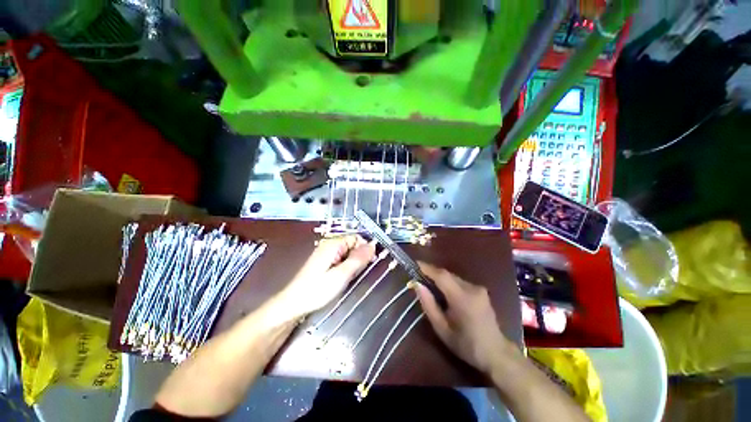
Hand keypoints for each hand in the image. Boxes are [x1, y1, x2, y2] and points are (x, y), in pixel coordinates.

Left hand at [278, 235, 374, 319]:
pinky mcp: (324, 262)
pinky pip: (341, 259)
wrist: (293, 304)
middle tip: (356, 274)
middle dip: (359, 257)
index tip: (369, 263)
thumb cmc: (316, 290)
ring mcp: (326, 253)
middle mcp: (329, 245)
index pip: (357, 238)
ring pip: (348, 253)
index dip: (365, 248)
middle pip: (352, 245)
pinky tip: (342, 279)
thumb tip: (373, 245)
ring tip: (349, 278)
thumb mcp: (341, 275)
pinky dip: (345, 267)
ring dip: (352, 264)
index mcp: (333, 244)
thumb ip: (358, 259)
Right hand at [415, 262, 519, 374]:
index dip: (427, 268)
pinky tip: (444, 291)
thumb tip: (417, 285)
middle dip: (432, 273)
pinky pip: (460, 281)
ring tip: (429, 284)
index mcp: (463, 298)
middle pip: (447, 274)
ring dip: (440, 278)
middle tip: (419, 276)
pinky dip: (449, 283)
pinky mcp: (481, 290)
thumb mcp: (442, 329)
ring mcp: (478, 288)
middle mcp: (472, 288)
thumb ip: (429, 305)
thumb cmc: (466, 345)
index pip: (442, 276)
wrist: (496, 353)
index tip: (415, 263)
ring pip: (453, 277)